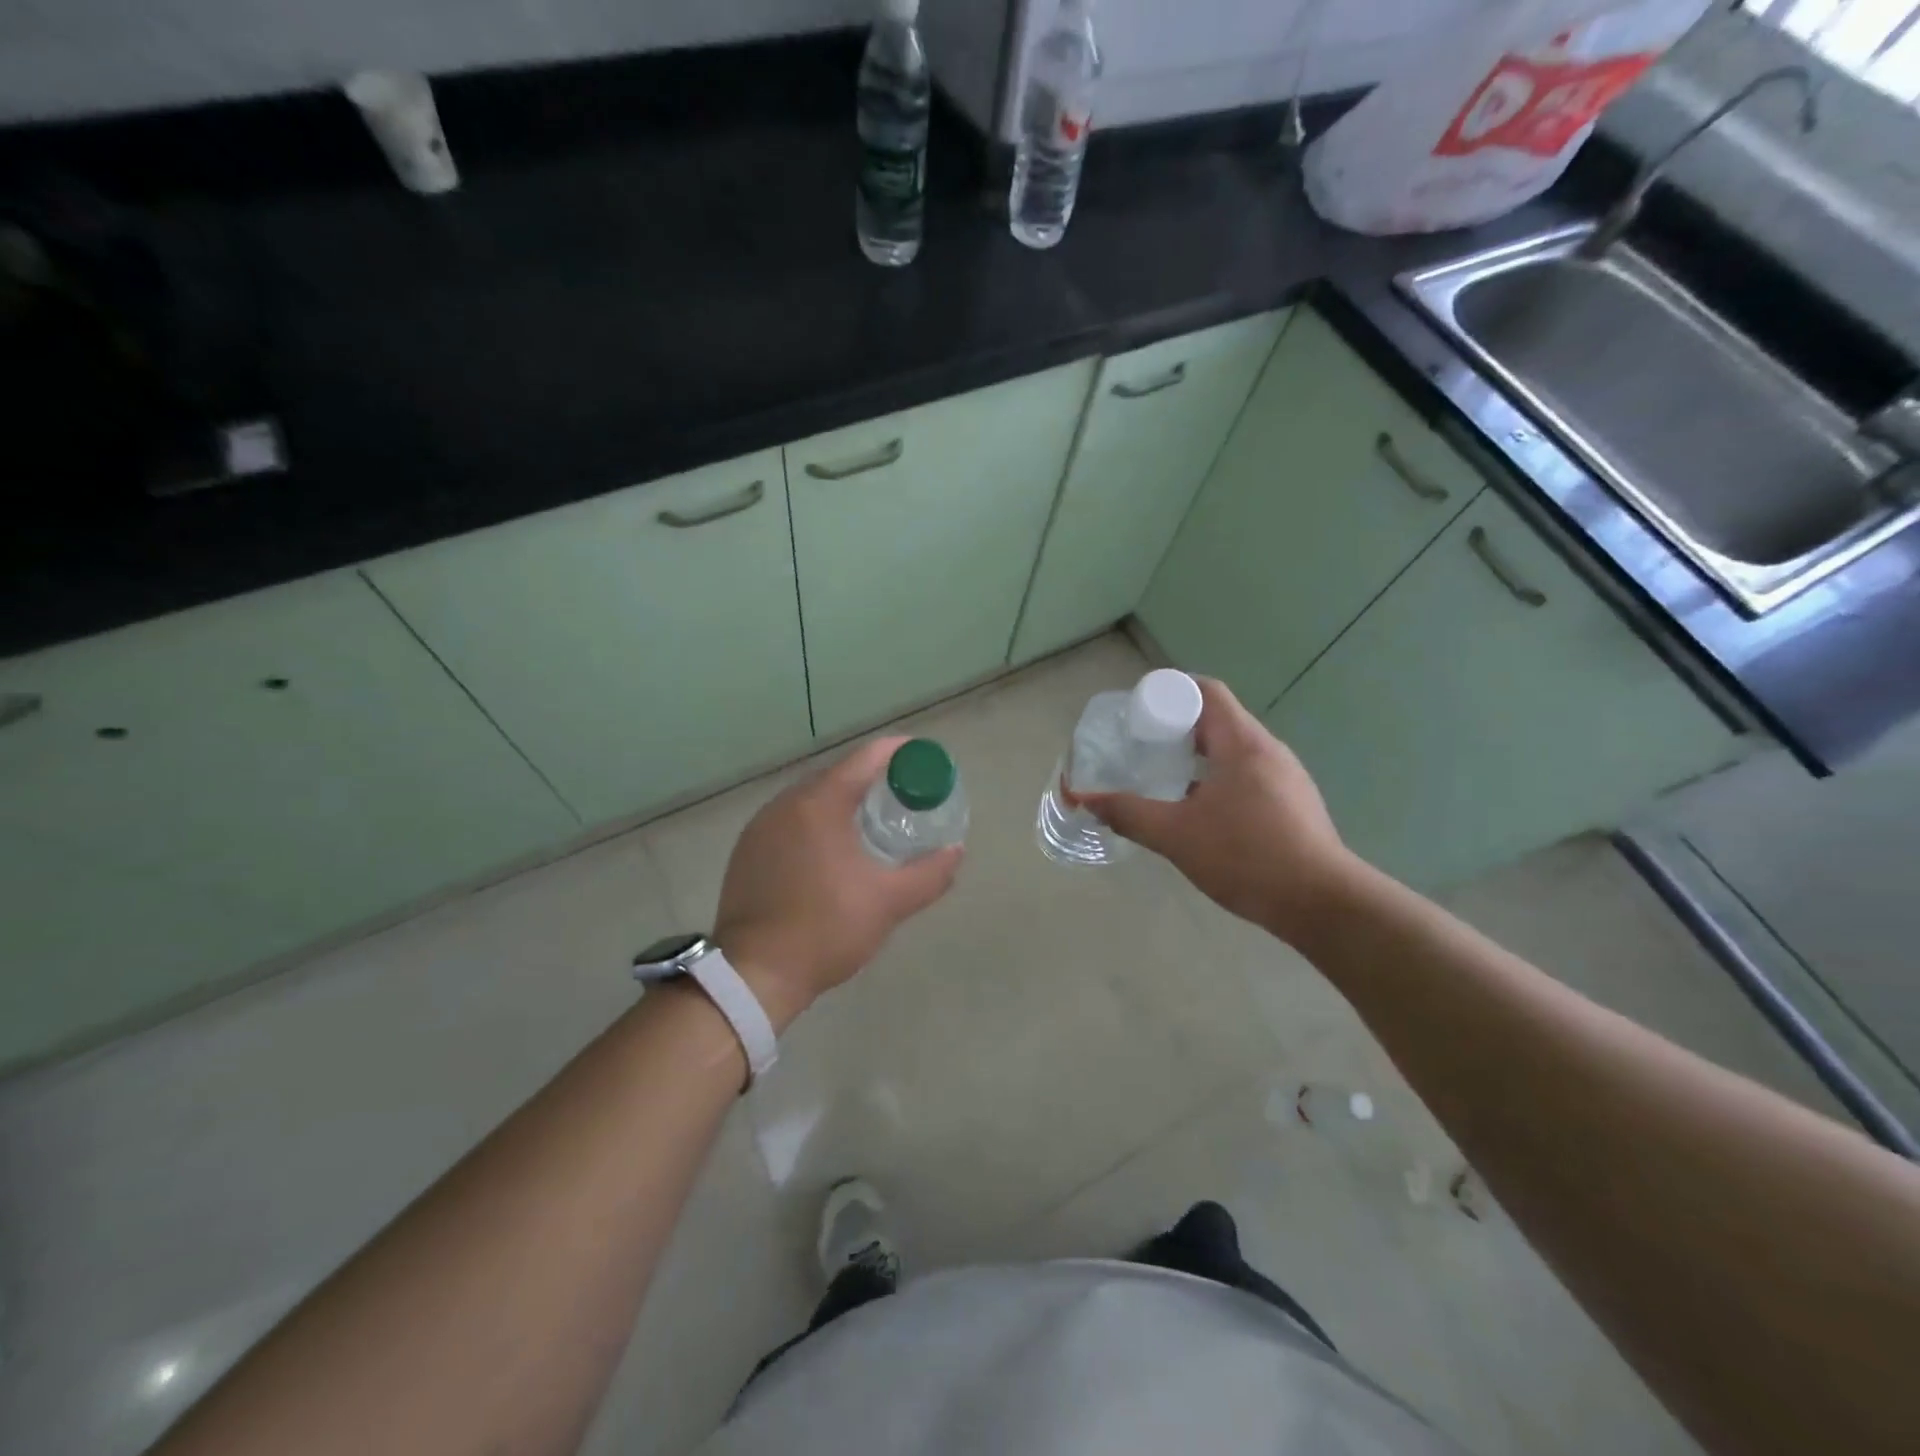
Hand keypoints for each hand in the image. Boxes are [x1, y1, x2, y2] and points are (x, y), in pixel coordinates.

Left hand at [714, 736, 961, 1029]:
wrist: (755, 974)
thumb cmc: (827, 929)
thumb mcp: (889, 903)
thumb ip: (929, 874)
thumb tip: (955, 851)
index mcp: (819, 804)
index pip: (864, 759)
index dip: (897, 752)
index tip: (922, 757)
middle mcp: (785, 803)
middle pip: (837, 775)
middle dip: (872, 778)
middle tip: (904, 795)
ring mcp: (760, 826)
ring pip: (810, 798)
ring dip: (842, 801)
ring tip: (872, 821)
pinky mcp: (747, 850)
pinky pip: (790, 820)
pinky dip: (816, 822)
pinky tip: (831, 849)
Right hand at [1073, 677, 1358, 944]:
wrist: (1322, 904)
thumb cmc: (1246, 857)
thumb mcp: (1176, 835)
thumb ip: (1127, 813)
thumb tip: (1083, 799)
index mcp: (1242, 743)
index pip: (1206, 691)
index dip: (1169, 691)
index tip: (1138, 712)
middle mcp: (1268, 750)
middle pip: (1217, 720)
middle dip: (1176, 727)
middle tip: (1140, 746)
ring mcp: (1286, 778)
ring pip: (1232, 751)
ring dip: (1197, 757)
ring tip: (1162, 778)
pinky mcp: (1293, 804)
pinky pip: (1247, 776)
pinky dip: (1217, 779)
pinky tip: (1199, 812)